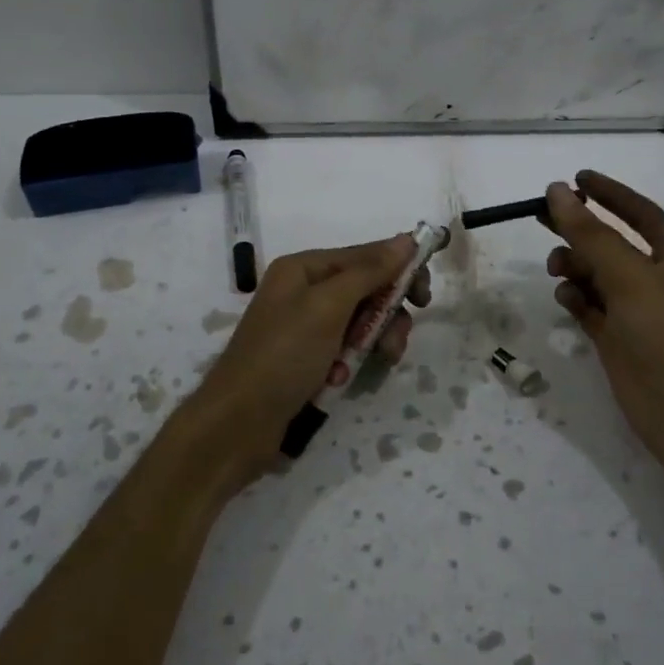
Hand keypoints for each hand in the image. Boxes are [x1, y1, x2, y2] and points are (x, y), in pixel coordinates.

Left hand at [188, 235, 431, 484]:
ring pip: (362, 321)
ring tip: (379, 363)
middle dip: (388, 312)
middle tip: (398, 338)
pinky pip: (347, 349)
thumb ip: (369, 271)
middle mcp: (305, 291)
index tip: (426, 295)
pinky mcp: (309, 359)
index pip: (365, 255)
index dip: (399, 268)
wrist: (237, 424)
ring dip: (376, 340)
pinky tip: (347, 379)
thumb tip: (406, 239)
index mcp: (305, 268)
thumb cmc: (283, 355)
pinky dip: (354, 361)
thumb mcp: (328, 307)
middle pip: (366, 289)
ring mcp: (307, 327)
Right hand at [545, 171, 663, 465]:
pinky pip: (590, 304)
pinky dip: (576, 298)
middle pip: (611, 241)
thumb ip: (589, 233)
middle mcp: (658, 277)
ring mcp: (637, 309)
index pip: (640, 212)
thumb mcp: (628, 275)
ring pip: (596, 274)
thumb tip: (557, 190)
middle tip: (540, 214)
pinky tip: (566, 299)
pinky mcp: (618, 336)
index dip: (609, 193)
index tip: (576, 177)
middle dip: (579, 229)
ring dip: (574, 266)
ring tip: (557, 270)